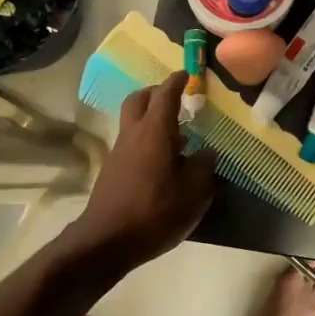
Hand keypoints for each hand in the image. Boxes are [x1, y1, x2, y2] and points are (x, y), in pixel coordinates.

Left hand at [69, 74, 217, 269]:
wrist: (106, 241)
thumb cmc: (155, 211)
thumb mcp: (193, 192)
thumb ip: (204, 167)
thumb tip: (208, 152)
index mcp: (155, 131)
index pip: (166, 94)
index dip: (177, 81)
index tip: (187, 74)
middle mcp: (134, 134)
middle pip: (139, 99)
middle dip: (156, 93)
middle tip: (175, 98)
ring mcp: (119, 152)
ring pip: (133, 121)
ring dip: (151, 118)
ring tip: (176, 135)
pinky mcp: (113, 170)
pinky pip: (131, 142)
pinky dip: (146, 140)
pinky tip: (163, 162)